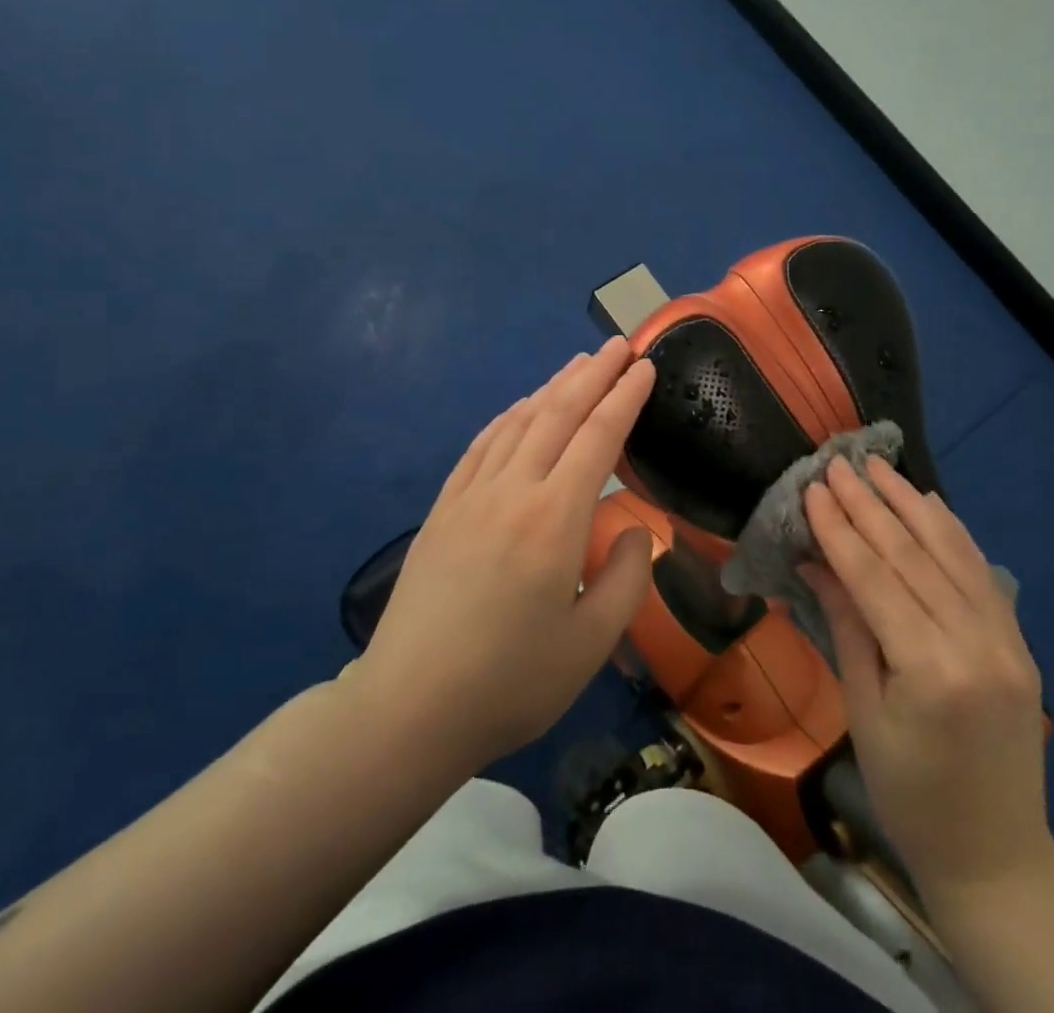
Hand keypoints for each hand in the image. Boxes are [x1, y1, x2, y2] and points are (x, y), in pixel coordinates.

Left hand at [353, 337, 656, 772]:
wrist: (409, 708)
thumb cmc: (510, 682)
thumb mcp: (591, 644)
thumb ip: (628, 579)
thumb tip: (636, 531)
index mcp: (556, 519)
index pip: (599, 437)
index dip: (625, 397)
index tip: (644, 366)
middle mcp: (513, 490)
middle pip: (558, 414)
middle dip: (593, 375)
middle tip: (618, 345)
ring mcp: (471, 495)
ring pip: (518, 422)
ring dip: (552, 387)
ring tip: (578, 364)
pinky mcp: (443, 509)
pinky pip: (481, 446)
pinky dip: (507, 417)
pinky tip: (519, 408)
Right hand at [803, 456, 1053, 900]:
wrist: (996, 856)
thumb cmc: (910, 794)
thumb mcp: (863, 712)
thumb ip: (847, 627)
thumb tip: (817, 562)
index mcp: (930, 669)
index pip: (876, 577)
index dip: (841, 529)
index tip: (815, 488)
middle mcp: (976, 643)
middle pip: (914, 556)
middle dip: (871, 505)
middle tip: (840, 464)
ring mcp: (1006, 639)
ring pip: (953, 553)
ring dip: (912, 505)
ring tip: (880, 467)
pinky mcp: (1019, 642)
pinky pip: (981, 573)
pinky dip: (953, 532)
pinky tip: (930, 504)